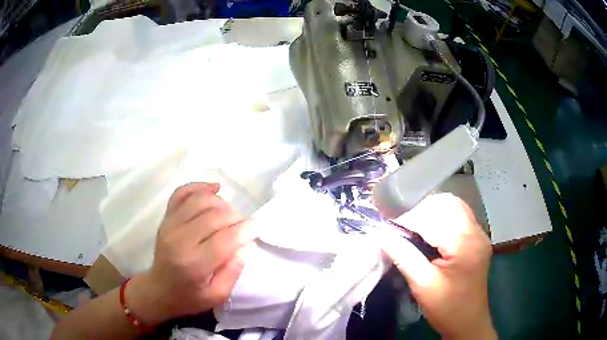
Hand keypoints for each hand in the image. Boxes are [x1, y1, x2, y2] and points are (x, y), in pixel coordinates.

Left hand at [125, 182, 258, 325]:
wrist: (159, 290)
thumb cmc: (190, 297)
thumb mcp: (217, 295)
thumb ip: (233, 271)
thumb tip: (246, 245)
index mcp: (194, 264)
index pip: (224, 239)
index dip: (245, 230)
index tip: (257, 227)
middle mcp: (179, 240)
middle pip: (213, 215)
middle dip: (235, 217)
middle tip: (242, 227)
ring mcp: (170, 225)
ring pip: (199, 200)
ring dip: (220, 203)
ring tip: (229, 215)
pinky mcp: (166, 218)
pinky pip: (182, 193)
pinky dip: (199, 187)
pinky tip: (213, 189)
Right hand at [379, 193, 495, 339]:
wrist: (468, 322)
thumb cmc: (446, 308)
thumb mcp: (422, 285)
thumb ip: (403, 256)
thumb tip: (379, 234)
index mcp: (465, 243)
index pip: (434, 217)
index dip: (407, 215)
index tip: (385, 219)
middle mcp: (476, 232)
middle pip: (447, 203)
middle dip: (420, 208)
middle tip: (398, 221)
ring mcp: (479, 233)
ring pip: (453, 206)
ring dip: (430, 210)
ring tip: (410, 223)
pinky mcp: (477, 239)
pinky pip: (458, 216)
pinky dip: (440, 217)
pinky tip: (427, 229)